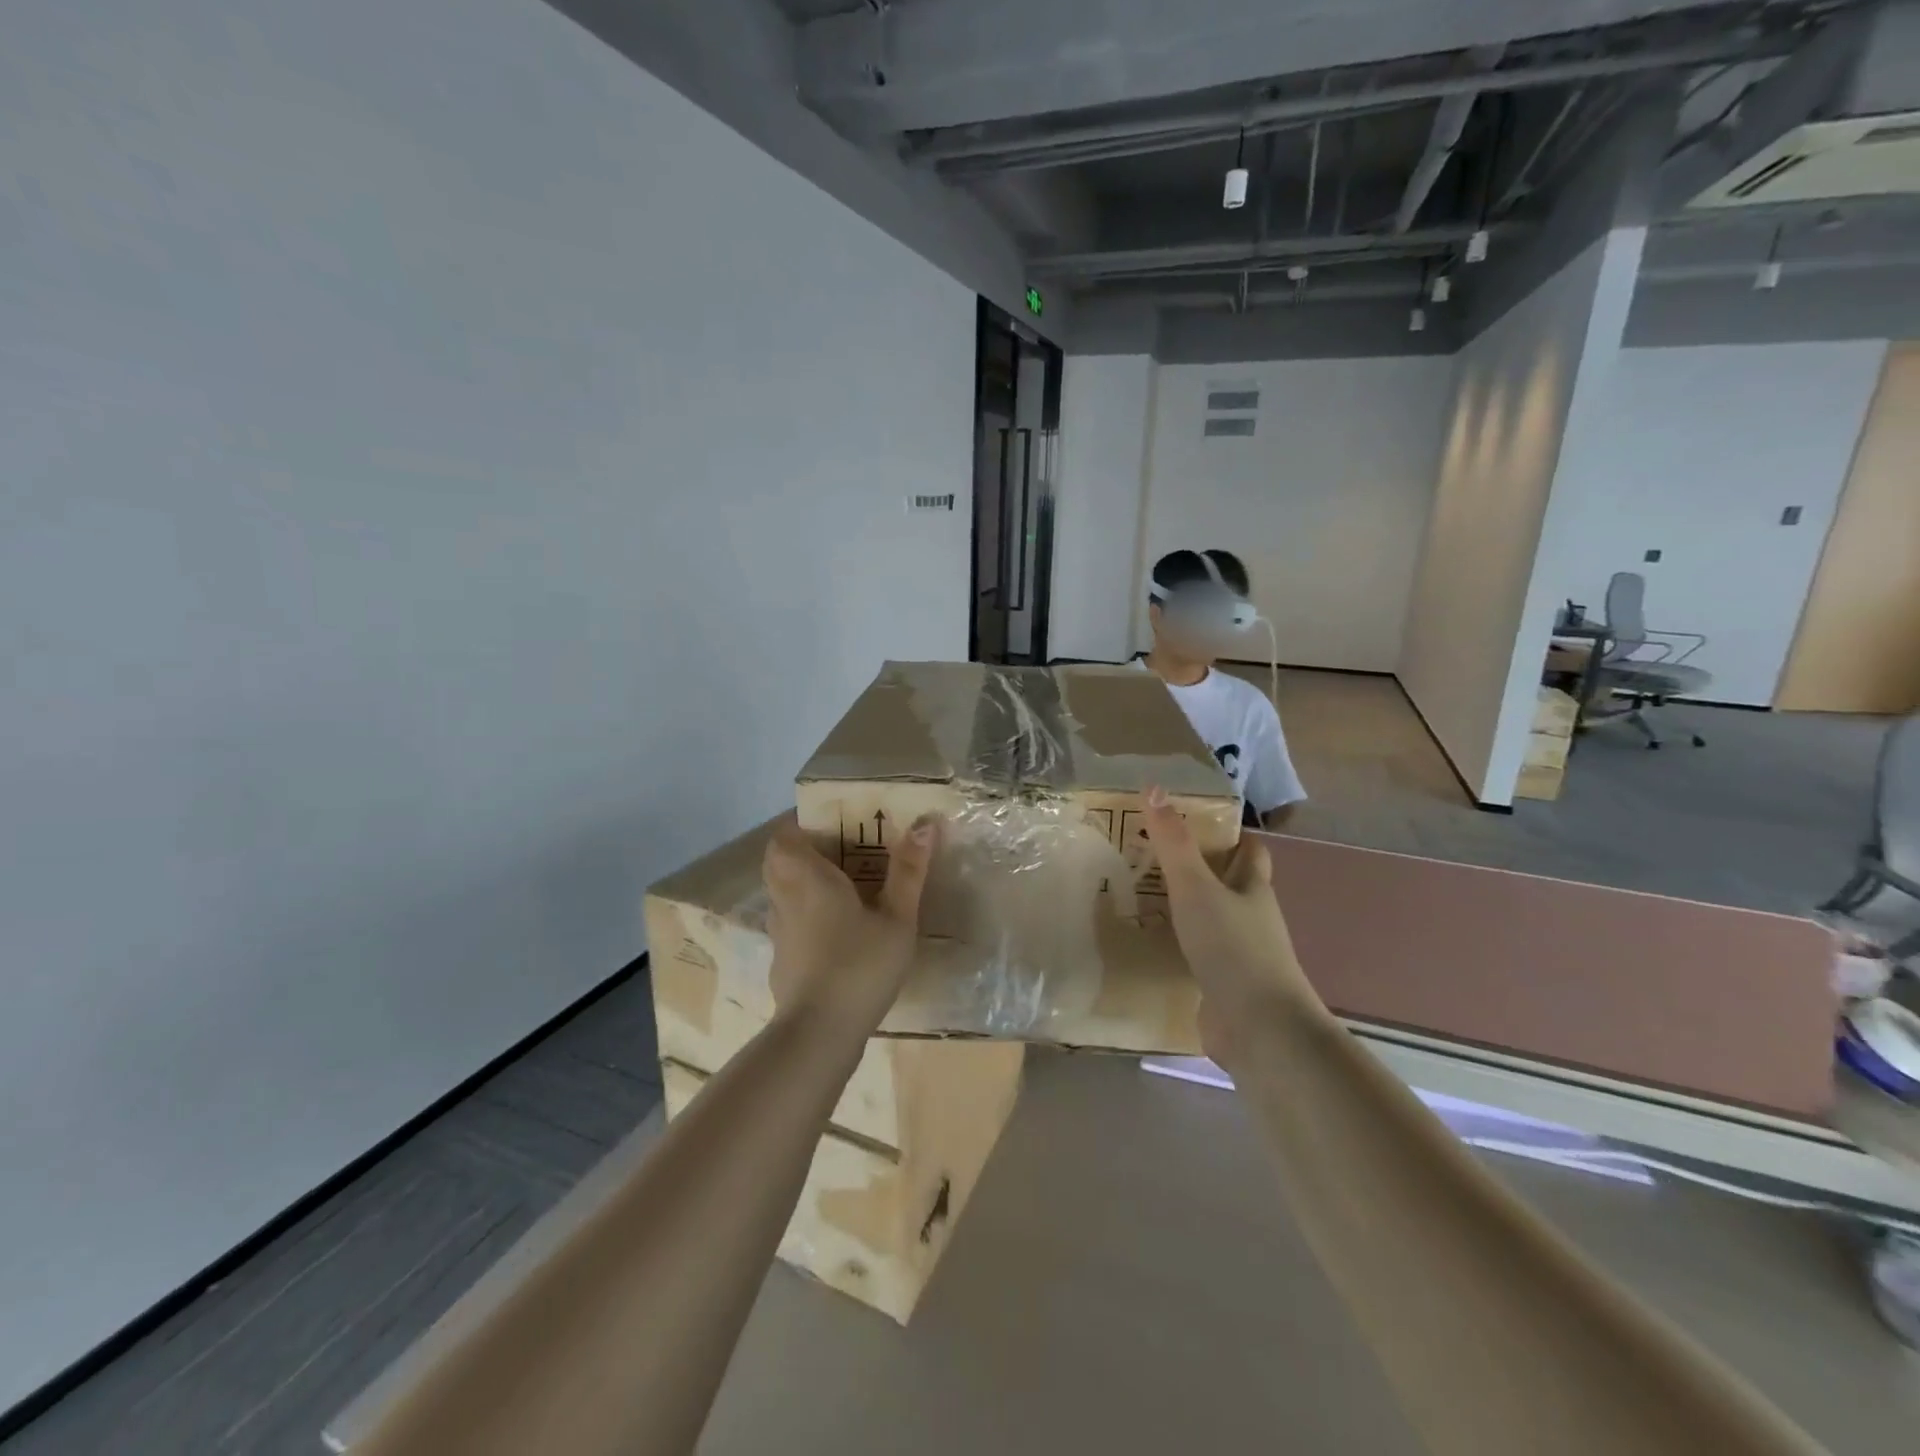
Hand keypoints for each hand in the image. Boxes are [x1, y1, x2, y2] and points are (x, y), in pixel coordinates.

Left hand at [762, 814, 939, 1038]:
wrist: (819, 1034)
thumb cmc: (860, 965)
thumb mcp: (897, 917)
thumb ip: (908, 870)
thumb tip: (925, 823)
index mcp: (806, 877)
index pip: (784, 835)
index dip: (802, 825)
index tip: (833, 824)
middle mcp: (784, 898)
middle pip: (779, 861)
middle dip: (805, 851)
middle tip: (844, 852)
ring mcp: (778, 932)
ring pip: (782, 892)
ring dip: (804, 882)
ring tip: (845, 888)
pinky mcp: (781, 960)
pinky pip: (789, 922)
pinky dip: (806, 914)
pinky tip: (837, 932)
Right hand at [1143, 787, 1327, 1067]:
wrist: (1258, 1029)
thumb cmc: (1232, 948)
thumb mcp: (1196, 887)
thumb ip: (1173, 843)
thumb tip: (1155, 788)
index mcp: (1253, 889)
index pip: (1250, 851)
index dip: (1229, 834)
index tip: (1193, 822)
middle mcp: (1251, 918)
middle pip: (1230, 884)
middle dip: (1199, 869)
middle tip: (1154, 854)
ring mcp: (1240, 955)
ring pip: (1212, 920)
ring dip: (1185, 908)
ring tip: (1141, 892)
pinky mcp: (1224, 985)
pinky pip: (1199, 955)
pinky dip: (1179, 944)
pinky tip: (1150, 941)